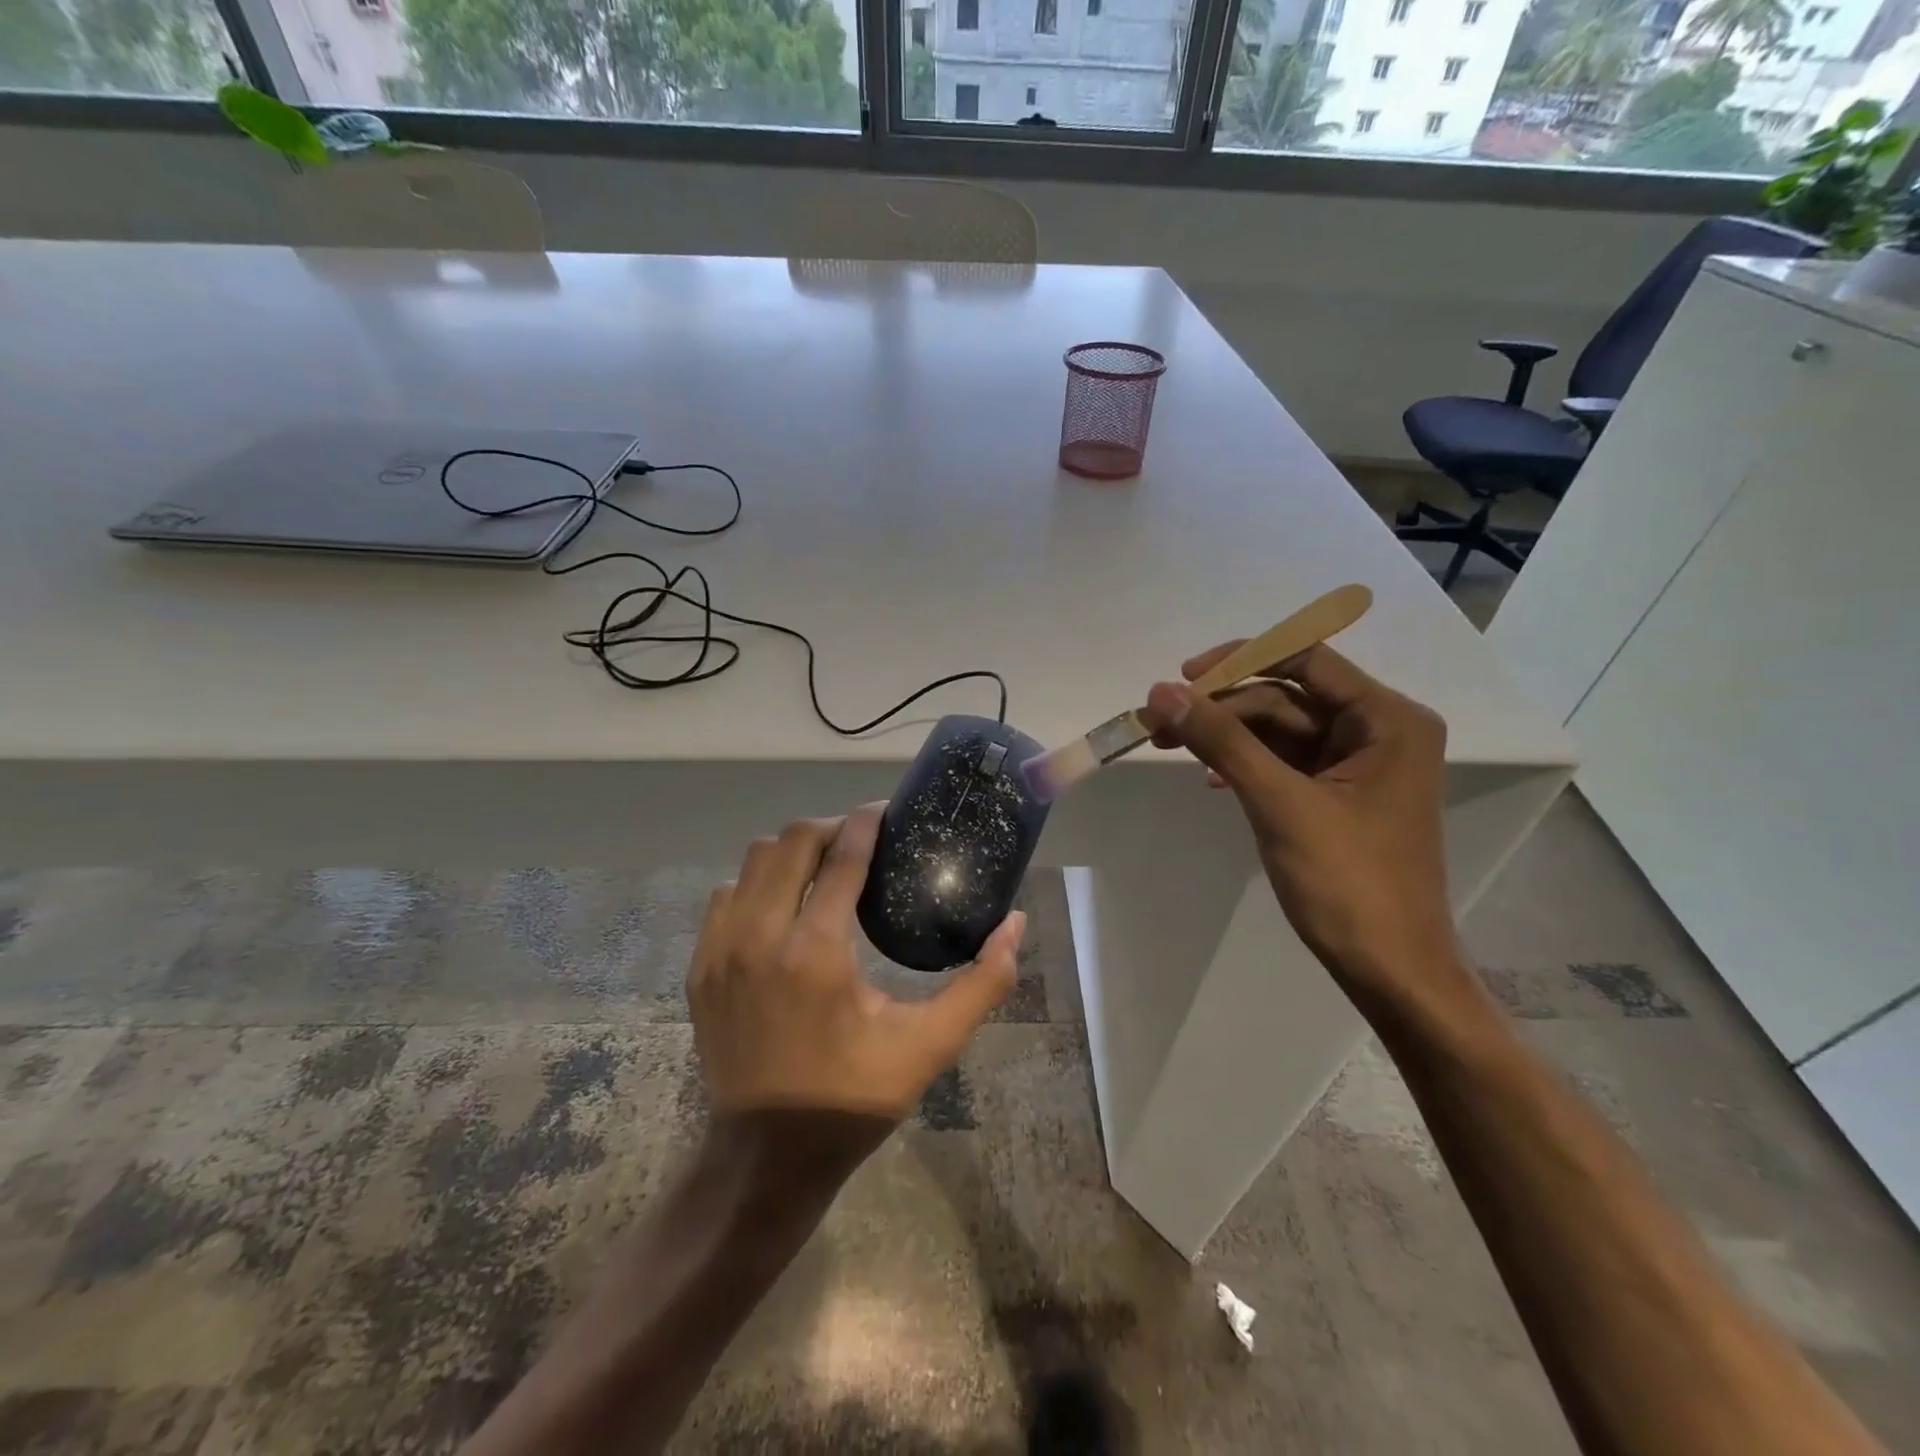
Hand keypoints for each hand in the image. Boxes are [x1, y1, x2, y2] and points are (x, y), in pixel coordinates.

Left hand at [690, 805, 1025, 1121]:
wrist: (764, 1157)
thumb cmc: (852, 1098)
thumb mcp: (928, 1046)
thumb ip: (981, 984)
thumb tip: (1015, 925)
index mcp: (815, 953)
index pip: (842, 858)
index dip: (867, 823)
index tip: (886, 811)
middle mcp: (760, 938)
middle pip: (791, 842)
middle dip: (831, 828)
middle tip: (861, 840)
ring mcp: (721, 951)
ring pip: (753, 861)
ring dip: (793, 853)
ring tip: (825, 867)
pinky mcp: (701, 967)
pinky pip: (726, 895)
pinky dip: (758, 883)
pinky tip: (785, 906)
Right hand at [1142, 644, 1462, 1007]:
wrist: (1391, 970)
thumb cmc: (1348, 883)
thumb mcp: (1279, 803)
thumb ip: (1222, 740)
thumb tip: (1161, 692)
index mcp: (1388, 719)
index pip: (1306, 659)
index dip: (1240, 659)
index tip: (1183, 677)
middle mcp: (1379, 730)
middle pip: (1286, 696)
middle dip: (1222, 707)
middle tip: (1159, 723)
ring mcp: (1358, 764)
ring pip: (1279, 729)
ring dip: (1226, 735)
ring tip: (1168, 745)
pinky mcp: (1338, 794)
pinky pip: (1284, 761)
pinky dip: (1245, 763)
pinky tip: (1212, 779)